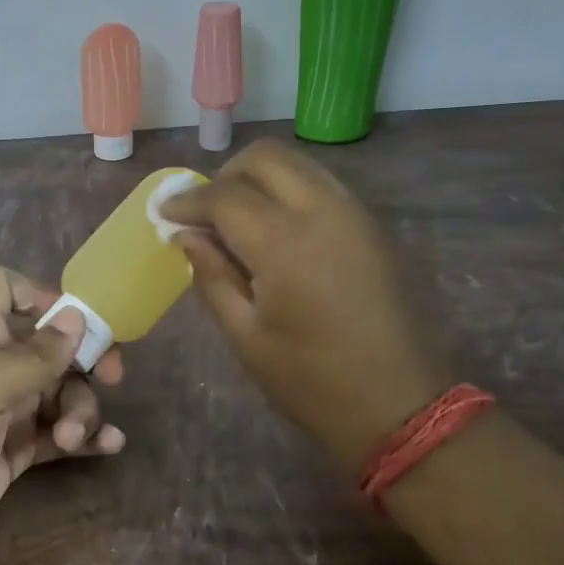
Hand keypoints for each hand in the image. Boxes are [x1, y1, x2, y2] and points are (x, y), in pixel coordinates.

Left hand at [0, 267, 126, 564]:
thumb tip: (75, 316)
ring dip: (80, 408)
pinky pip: (60, 433)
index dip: (37, 294)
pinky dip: (85, 436)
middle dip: (83, 358)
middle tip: (111, 378)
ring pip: (60, 391)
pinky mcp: (16, 452)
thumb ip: (34, 355)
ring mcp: (7, 412)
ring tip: (71, 438)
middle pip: (50, 346)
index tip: (72, 321)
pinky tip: (109, 445)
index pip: (2, 290)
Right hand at [159, 140, 446, 471]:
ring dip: (258, 179)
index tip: (163, 214)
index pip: (224, 195)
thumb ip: (212, 276)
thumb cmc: (311, 381)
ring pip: (297, 163)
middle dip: (224, 176)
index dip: (186, 201)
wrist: (400, 406)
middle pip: (264, 158)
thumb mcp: (246, 336)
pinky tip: (273, 230)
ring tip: (235, 220)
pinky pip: (320, 185)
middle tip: (203, 214)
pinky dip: (288, 191)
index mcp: (284, 243)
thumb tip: (186, 237)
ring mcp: (354, 214)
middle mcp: (322, 211)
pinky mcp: (371, 226)